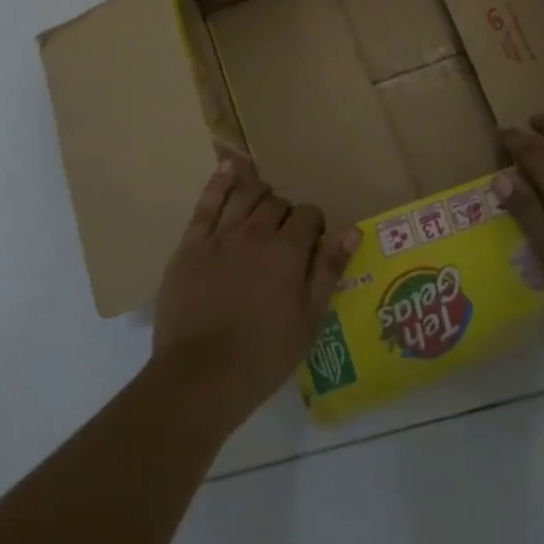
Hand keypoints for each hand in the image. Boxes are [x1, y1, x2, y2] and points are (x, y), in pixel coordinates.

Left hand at [153, 159, 360, 431]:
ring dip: (259, 193)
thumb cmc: (263, 355)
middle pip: (277, 203)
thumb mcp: (309, 320)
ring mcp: (221, 234)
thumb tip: (352, 231)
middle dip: (286, 214)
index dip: (313, 226)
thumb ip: (329, 271)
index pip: (308, 215)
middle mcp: (256, 232)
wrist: (201, 376)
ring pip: (245, 194)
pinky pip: (207, 202)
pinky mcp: (191, 243)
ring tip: (262, 204)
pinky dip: (221, 180)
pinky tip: (230, 167)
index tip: (311, 246)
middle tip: (285, 237)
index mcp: (288, 251)